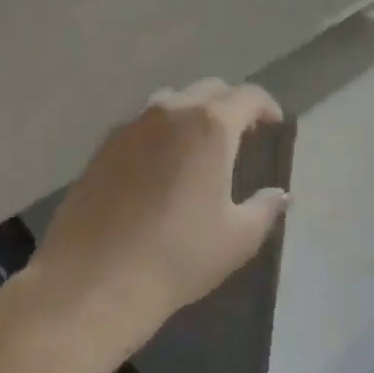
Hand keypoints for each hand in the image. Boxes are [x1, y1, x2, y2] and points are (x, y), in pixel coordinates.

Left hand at [29, 80, 288, 352]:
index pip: (248, 96)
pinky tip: (159, 165)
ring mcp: (132, 125)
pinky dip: (160, 131)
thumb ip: (265, 209)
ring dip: (192, 112)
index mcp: (211, 125)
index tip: (274, 124)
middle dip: (231, 105)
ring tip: (198, 145)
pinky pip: (141, 124)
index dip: (266, 106)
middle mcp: (171, 111)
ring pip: (171, 100)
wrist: (93, 282)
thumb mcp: (236, 239)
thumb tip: (280, 194)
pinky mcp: (103, 146)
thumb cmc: (177, 257)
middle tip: (242, 133)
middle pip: (209, 90)